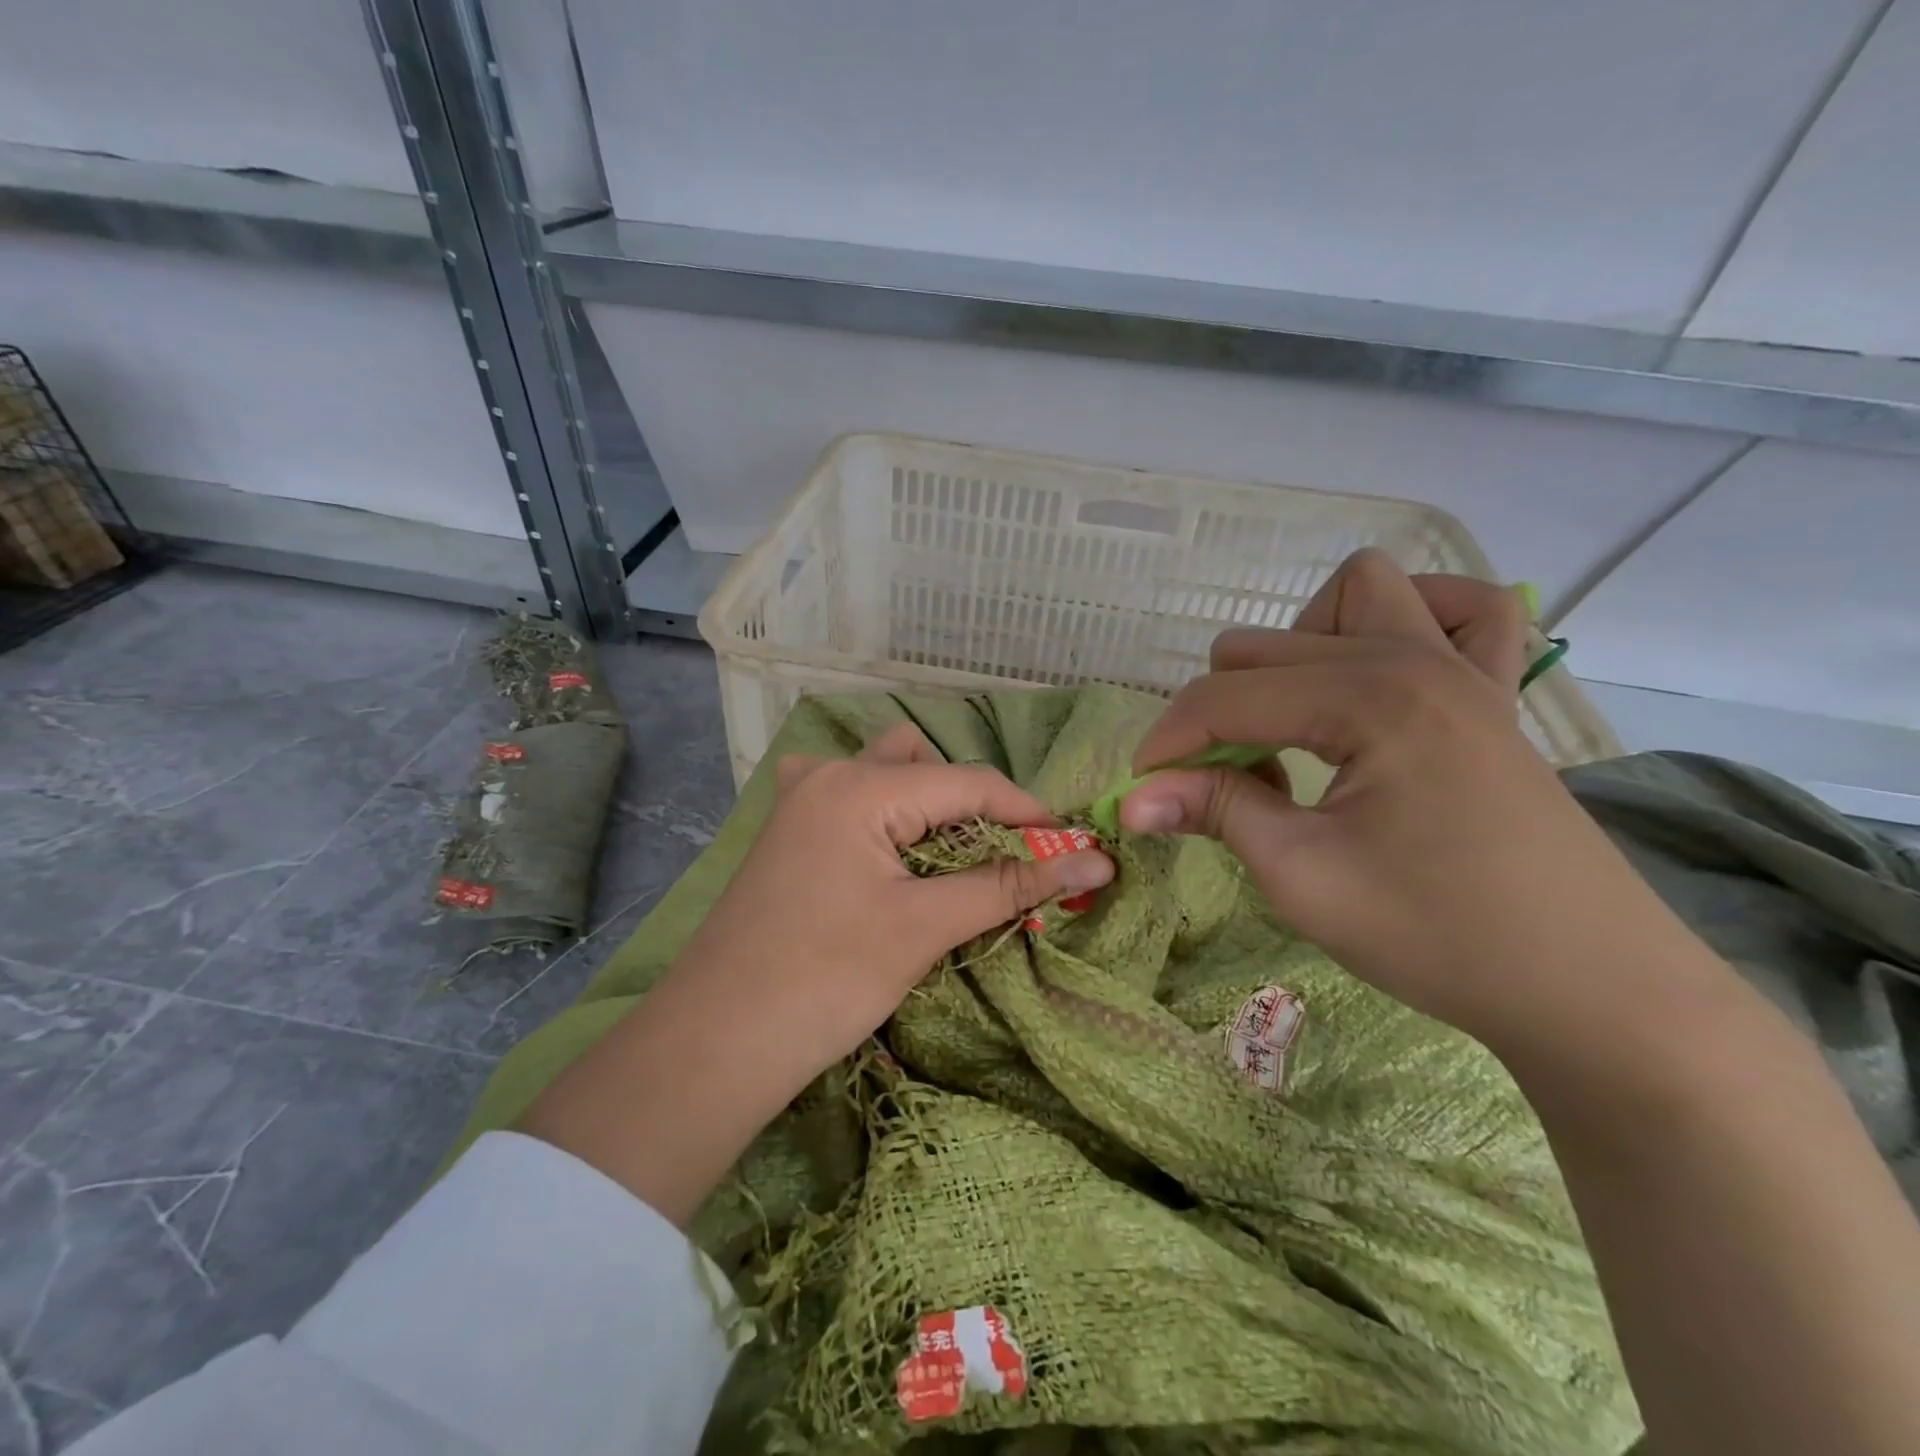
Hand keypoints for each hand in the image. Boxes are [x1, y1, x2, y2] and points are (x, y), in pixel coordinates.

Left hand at [679, 722, 1113, 1078]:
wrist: (715, 1044)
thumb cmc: (825, 981)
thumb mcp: (924, 927)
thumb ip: (1010, 885)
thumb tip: (1098, 862)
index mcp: (861, 786)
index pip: (969, 781)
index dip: (1028, 812)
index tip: (1073, 847)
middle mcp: (828, 774)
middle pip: (924, 762)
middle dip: (971, 802)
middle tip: (997, 857)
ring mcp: (800, 800)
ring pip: (885, 773)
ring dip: (927, 803)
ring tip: (946, 857)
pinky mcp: (788, 833)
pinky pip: (851, 798)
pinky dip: (886, 814)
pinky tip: (888, 853)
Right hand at [1120, 548, 1720, 1059]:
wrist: (1591, 990)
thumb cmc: (1439, 936)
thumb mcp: (1302, 876)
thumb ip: (1214, 811)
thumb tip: (1130, 799)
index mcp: (1368, 698)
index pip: (1225, 696)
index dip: (1166, 743)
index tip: (1141, 792)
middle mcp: (1414, 658)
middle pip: (1267, 646)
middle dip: (1219, 710)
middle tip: (1220, 785)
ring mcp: (1466, 667)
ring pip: (1357, 592)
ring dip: (1301, 643)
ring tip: (1293, 720)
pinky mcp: (1495, 692)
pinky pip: (1461, 608)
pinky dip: (1410, 619)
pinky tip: (1382, 672)